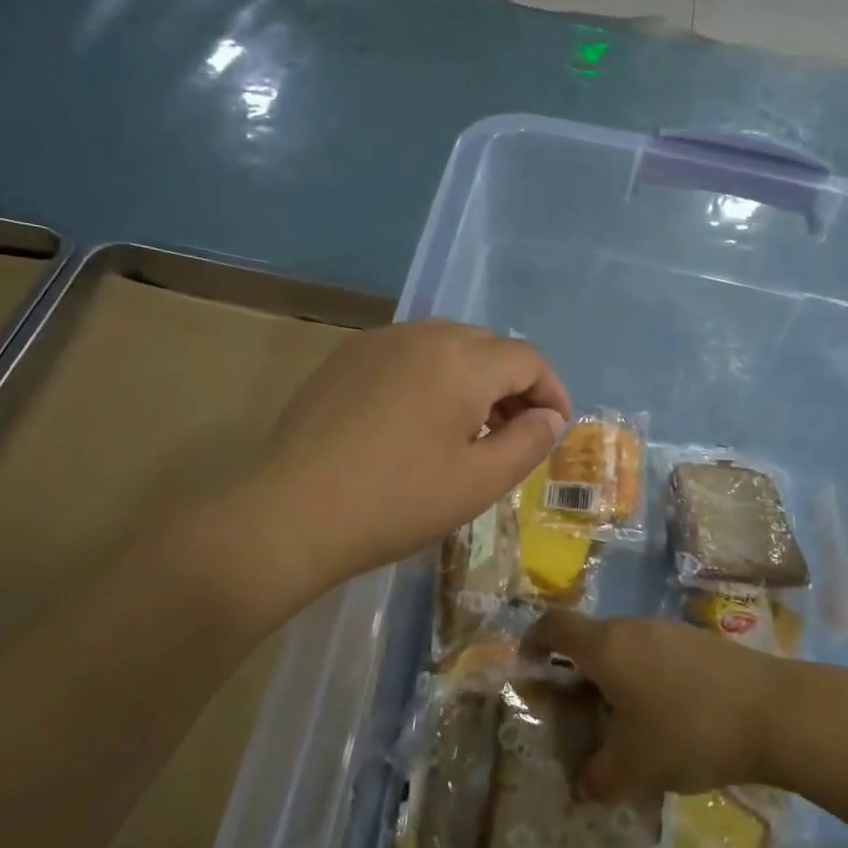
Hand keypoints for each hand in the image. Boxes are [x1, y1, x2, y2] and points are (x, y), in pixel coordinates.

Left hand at [254, 320, 571, 583]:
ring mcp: (377, 342)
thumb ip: (528, 443)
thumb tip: (550, 417)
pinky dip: (430, 379)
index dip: (552, 392)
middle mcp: (421, 334)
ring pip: (445, 347)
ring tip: (469, 431)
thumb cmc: (397, 502)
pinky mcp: (344, 359)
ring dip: (471, 381)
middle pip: (487, 347)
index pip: (527, 359)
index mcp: (462, 359)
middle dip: (513, 386)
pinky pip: (406, 356)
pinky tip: (418, 423)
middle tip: (515, 434)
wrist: (293, 513)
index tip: (555, 430)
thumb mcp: (479, 482)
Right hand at [525, 612, 787, 800]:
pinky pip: (659, 654)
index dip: (533, 640)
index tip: (528, 664)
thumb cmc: (689, 732)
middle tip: (576, 710)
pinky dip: (649, 678)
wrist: (776, 712)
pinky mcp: (703, 641)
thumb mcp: (635, 768)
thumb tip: (583, 787)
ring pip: (628, 646)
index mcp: (606, 646)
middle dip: (577, 670)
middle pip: (592, 638)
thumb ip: (599, 778)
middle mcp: (634, 628)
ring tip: (624, 721)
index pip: (554, 626)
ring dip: (616, 676)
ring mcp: (671, 630)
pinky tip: (669, 717)